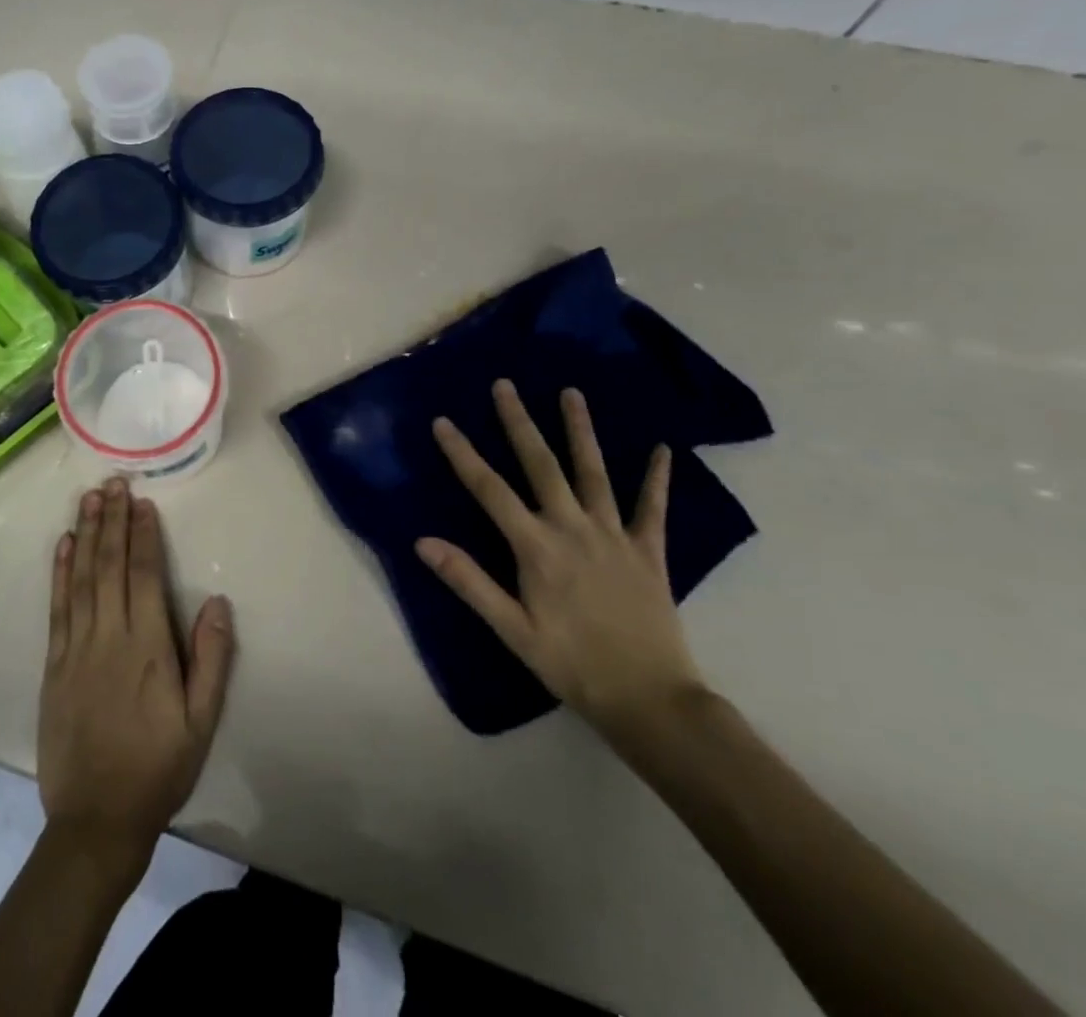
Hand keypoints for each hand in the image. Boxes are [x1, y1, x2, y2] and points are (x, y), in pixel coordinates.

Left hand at [39, 479, 234, 884]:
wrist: (96, 819)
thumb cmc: (158, 769)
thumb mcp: (201, 723)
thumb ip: (211, 660)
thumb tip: (217, 601)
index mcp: (148, 647)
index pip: (146, 575)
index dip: (144, 535)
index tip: (142, 502)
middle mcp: (110, 636)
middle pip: (110, 566)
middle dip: (112, 521)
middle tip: (112, 483)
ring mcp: (77, 647)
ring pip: (82, 578)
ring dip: (86, 534)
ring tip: (89, 499)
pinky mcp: (54, 663)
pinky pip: (57, 607)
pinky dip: (60, 573)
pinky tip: (64, 545)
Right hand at [417, 381, 704, 743]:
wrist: (651, 700)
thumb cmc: (572, 665)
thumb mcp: (511, 630)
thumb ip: (469, 582)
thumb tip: (423, 542)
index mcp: (536, 548)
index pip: (489, 490)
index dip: (463, 454)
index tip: (443, 422)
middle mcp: (573, 529)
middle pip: (541, 465)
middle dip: (519, 423)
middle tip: (505, 385)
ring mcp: (615, 536)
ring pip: (594, 472)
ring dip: (580, 431)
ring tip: (571, 393)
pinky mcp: (650, 552)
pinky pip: (653, 509)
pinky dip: (657, 478)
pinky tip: (663, 449)